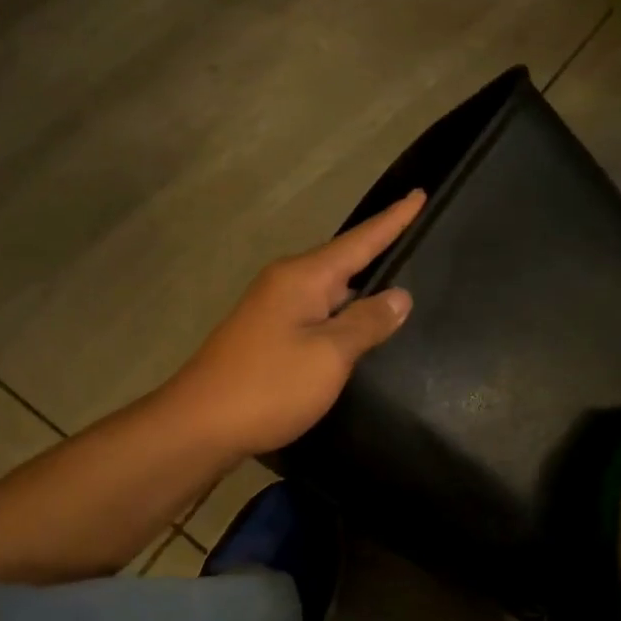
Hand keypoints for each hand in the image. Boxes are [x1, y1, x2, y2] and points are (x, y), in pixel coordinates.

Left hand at [165, 191, 424, 457]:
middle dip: (379, 253)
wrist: (200, 426)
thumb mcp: (329, 355)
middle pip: (343, 263)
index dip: (393, 221)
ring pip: (329, 292)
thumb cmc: (269, 385)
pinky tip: (358, 330)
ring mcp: (273, 311)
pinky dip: (341, 317)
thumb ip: (366, 323)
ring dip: (360, 291)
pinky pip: (316, 316)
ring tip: (399, 290)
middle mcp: (285, 284)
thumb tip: (399, 296)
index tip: (421, 194)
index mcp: (303, 277)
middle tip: (419, 244)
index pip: (359, 241)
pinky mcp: (268, 338)